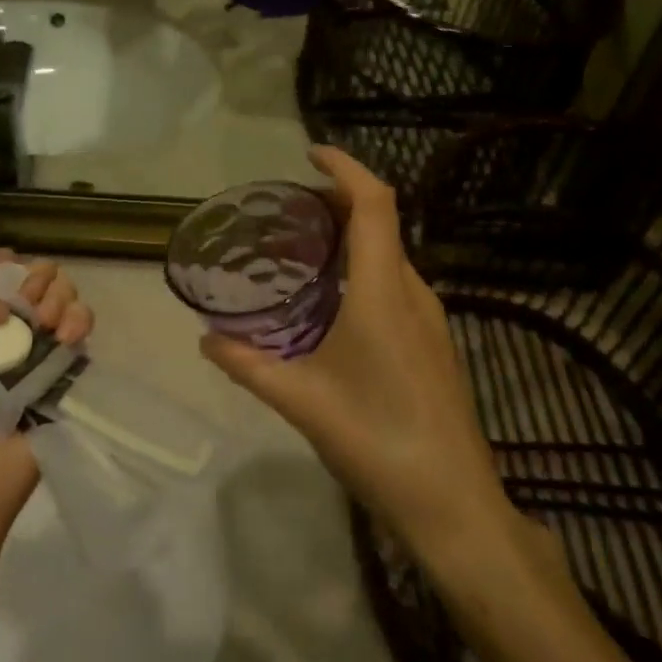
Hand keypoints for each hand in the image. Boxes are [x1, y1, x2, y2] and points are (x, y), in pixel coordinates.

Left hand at [0, 260, 93, 555]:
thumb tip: (5, 304)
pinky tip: (68, 335)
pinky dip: (81, 321)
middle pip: (33, 281)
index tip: (2, 276)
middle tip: (29, 304)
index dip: (3, 265)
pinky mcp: (62, 382)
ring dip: (62, 296)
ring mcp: (32, 358)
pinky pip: (81, 336)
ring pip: (62, 300)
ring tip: (49, 321)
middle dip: (37, 278)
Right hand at [200, 147, 517, 559]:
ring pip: (390, 254)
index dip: (345, 168)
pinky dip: (363, 268)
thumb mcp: (300, 401)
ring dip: (351, 237)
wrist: (455, 506)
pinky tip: (333, 303)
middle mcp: (413, 292)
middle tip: (286, 209)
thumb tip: (205, 339)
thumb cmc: (377, 441)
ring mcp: (430, 319)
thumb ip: (248, 365)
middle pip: (381, 222)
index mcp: (384, 291)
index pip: (373, 204)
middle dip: (337, 201)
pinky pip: (396, 283)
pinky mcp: (434, 343)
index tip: (309, 154)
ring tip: (302, 249)